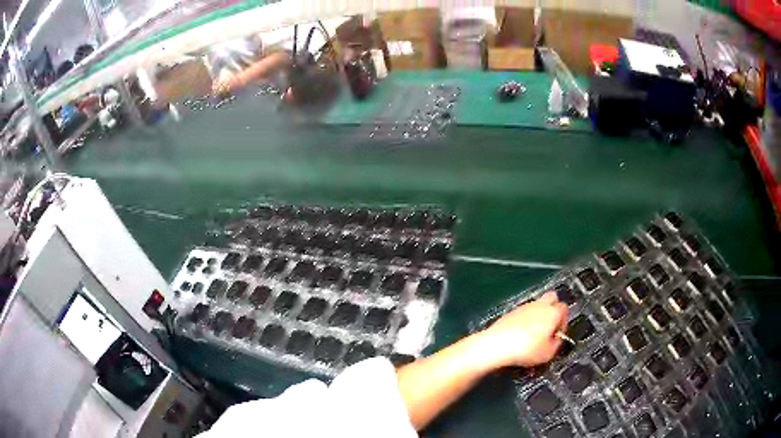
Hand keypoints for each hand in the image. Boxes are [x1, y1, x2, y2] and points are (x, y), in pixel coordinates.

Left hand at [480, 292, 567, 368]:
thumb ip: (556, 343)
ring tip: (534, 333)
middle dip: (554, 309)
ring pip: (537, 304)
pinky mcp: (511, 312)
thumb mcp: (548, 353)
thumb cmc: (526, 350)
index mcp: (552, 312)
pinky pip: (523, 312)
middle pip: (552, 297)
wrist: (496, 345)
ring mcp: (524, 306)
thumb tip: (556, 338)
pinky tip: (521, 334)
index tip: (558, 333)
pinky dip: (525, 319)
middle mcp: (539, 305)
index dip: (564, 321)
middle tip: (550, 326)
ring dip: (539, 315)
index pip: (565, 309)